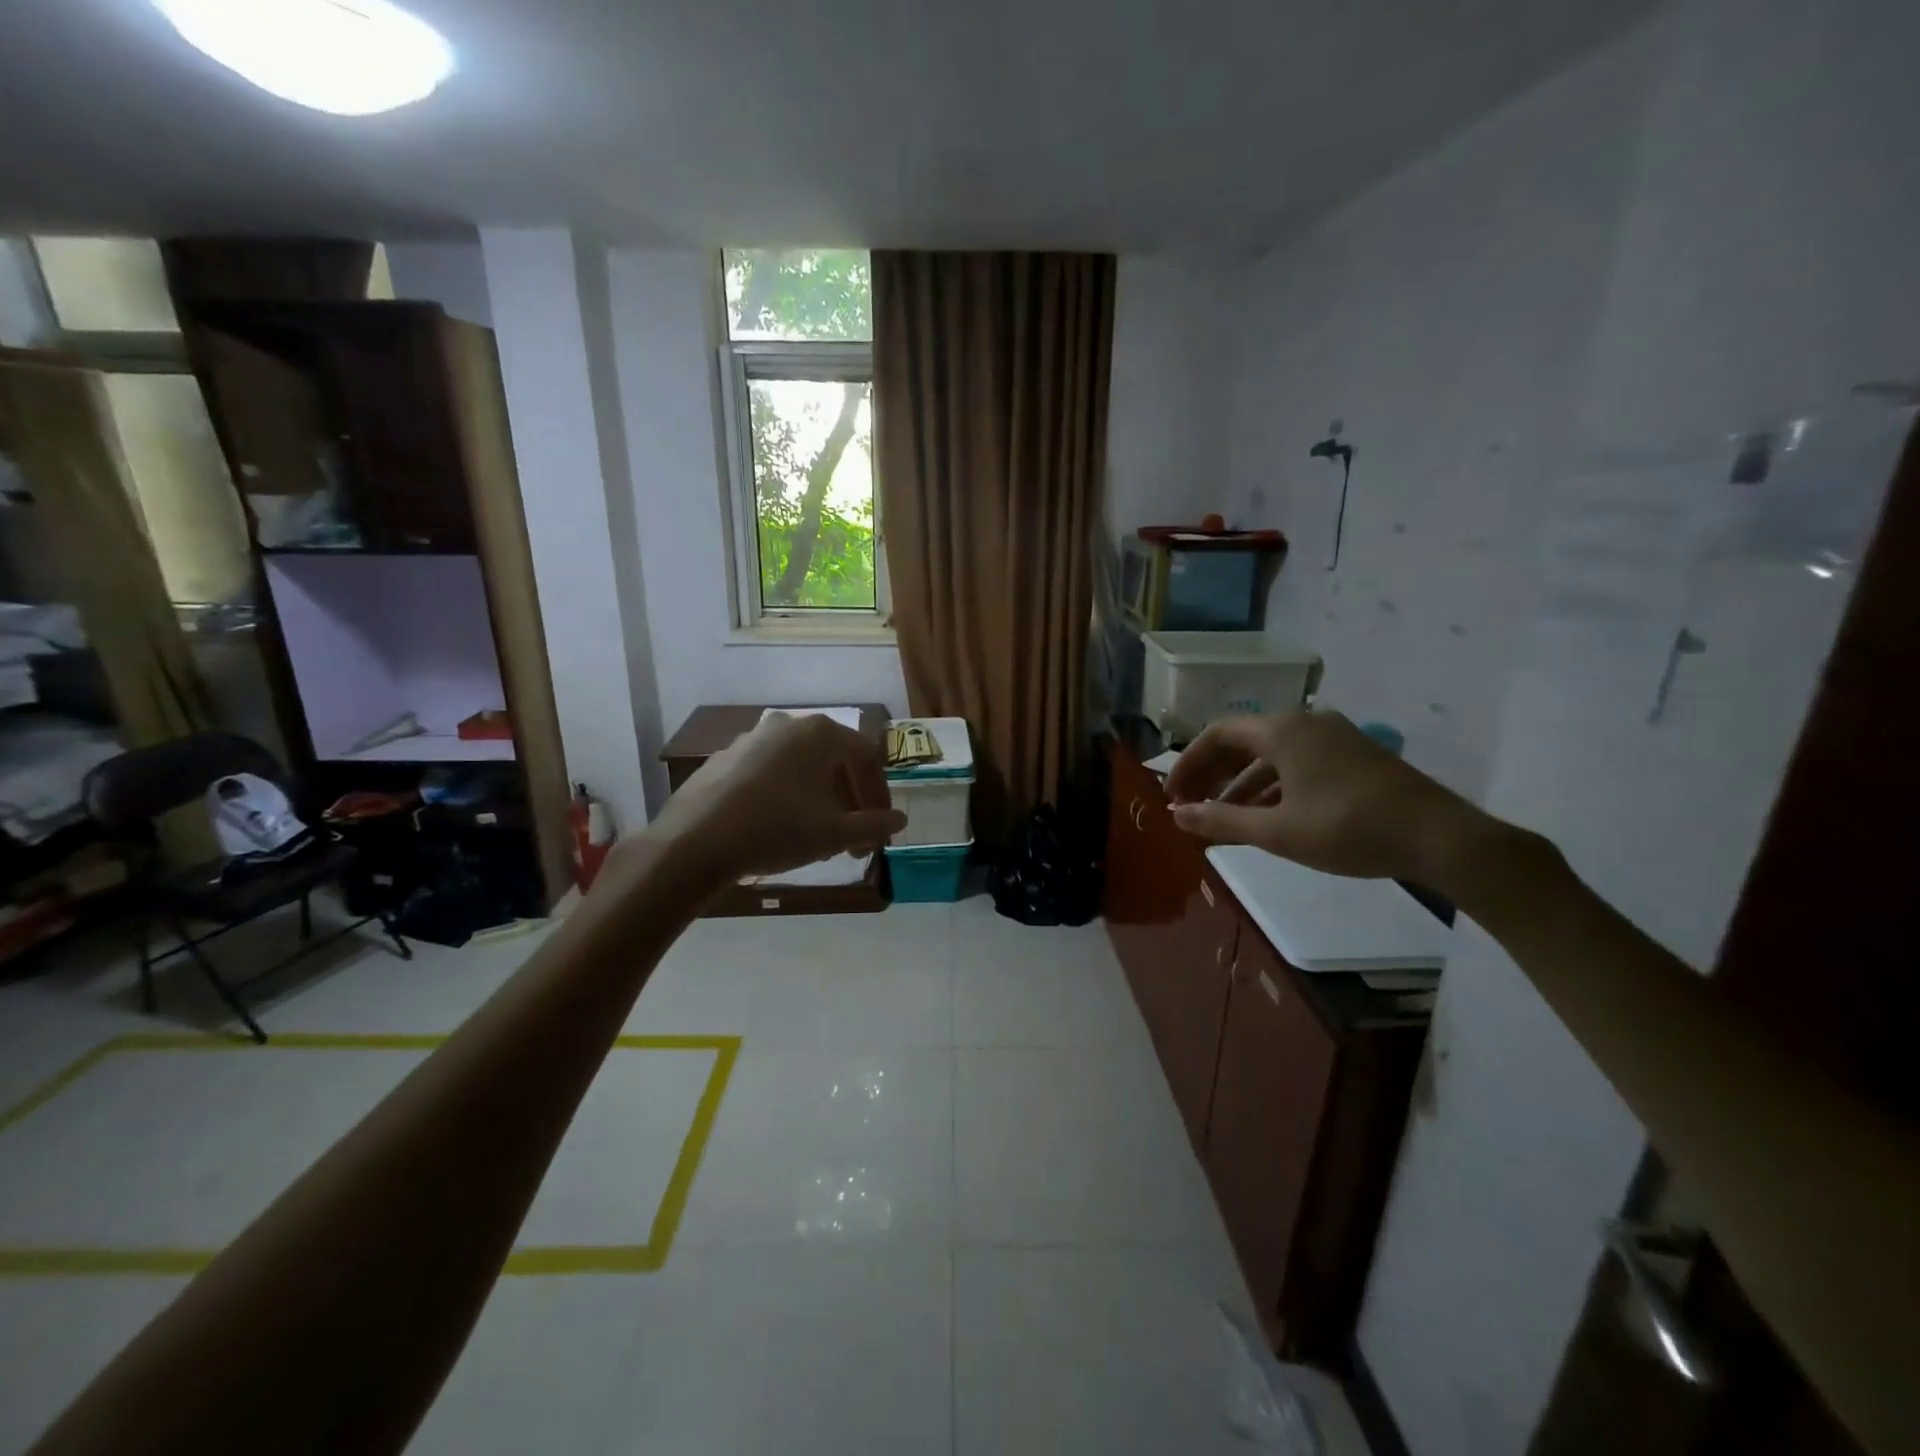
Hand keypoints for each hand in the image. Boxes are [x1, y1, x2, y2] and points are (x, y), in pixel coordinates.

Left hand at [639, 713, 905, 883]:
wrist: (695, 842)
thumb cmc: (778, 829)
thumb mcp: (834, 833)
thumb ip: (873, 825)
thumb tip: (900, 820)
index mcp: (820, 733)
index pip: (865, 758)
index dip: (878, 794)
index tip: (880, 826)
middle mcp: (788, 725)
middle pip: (833, 761)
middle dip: (848, 800)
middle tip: (852, 837)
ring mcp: (752, 738)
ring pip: (801, 767)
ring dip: (819, 799)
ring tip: (819, 837)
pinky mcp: (725, 758)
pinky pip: (770, 773)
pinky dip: (786, 795)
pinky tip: (780, 827)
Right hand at [1165, 710, 1494, 882]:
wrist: (1440, 837)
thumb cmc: (1348, 829)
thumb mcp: (1277, 831)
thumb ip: (1221, 820)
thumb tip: (1178, 815)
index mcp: (1282, 731)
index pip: (1217, 734)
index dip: (1188, 764)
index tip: (1173, 796)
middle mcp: (1305, 723)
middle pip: (1243, 741)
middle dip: (1212, 774)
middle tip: (1192, 806)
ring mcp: (1334, 737)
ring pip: (1272, 755)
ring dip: (1241, 783)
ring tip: (1223, 817)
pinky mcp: (1355, 756)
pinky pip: (1298, 763)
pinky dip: (1273, 785)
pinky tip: (1268, 816)